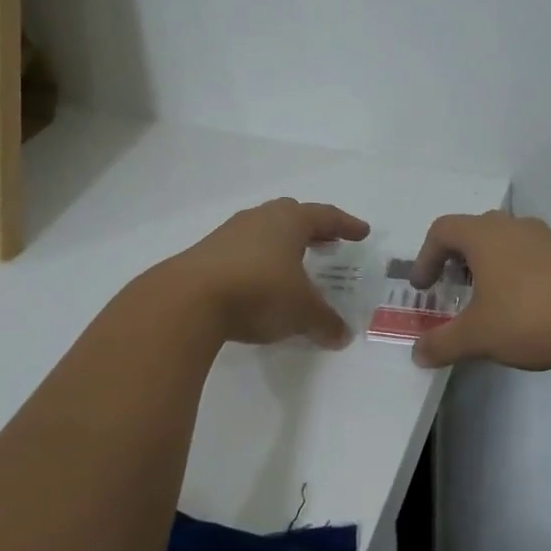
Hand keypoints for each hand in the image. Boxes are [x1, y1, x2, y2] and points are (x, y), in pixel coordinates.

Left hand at [168, 198, 370, 347]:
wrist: (188, 300)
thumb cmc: (258, 291)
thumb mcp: (301, 311)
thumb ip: (324, 321)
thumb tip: (342, 336)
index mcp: (289, 221)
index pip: (325, 216)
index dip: (346, 225)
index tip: (362, 232)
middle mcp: (260, 219)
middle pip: (292, 215)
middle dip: (312, 228)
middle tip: (327, 241)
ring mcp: (229, 234)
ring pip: (264, 231)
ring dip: (282, 244)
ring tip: (294, 263)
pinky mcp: (207, 254)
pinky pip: (243, 250)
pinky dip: (259, 260)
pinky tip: (260, 281)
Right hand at [408, 212, 550, 371]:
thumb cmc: (527, 318)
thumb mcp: (476, 336)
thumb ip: (441, 344)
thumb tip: (417, 354)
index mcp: (484, 235)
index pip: (442, 230)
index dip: (425, 257)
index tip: (424, 288)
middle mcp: (513, 227)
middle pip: (473, 230)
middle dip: (456, 258)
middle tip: (452, 287)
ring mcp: (544, 239)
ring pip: (504, 241)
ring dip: (487, 264)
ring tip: (486, 299)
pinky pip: (530, 255)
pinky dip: (515, 272)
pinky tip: (522, 306)